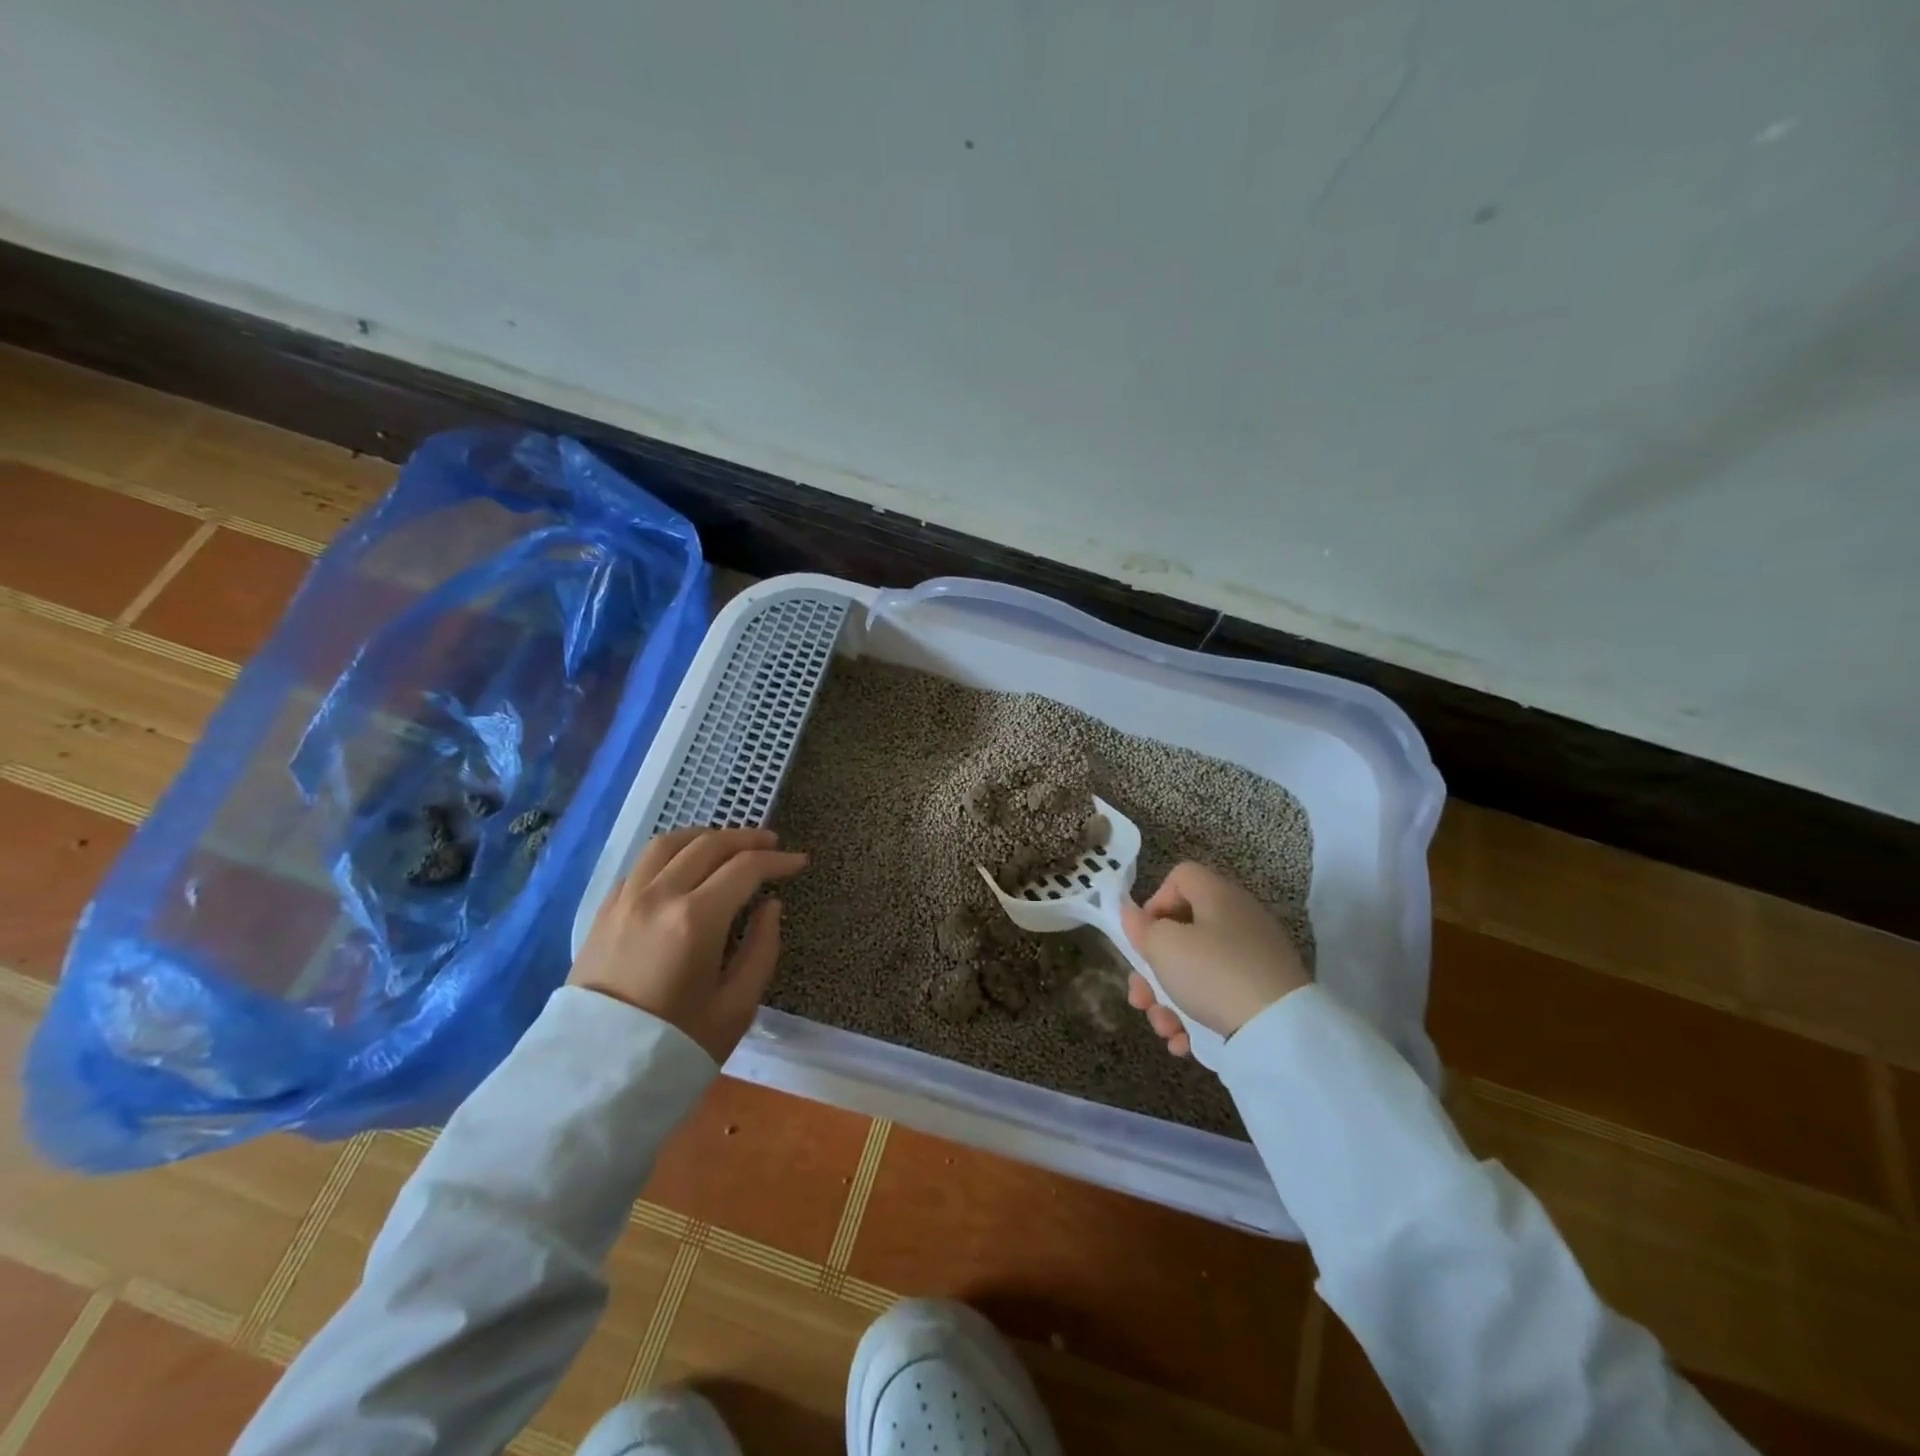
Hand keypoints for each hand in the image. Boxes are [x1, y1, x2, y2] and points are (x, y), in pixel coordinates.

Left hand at [569, 826, 807, 1062]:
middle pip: (708, 845)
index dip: (778, 860)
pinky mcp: (603, 912)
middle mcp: (658, 896)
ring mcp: (625, 900)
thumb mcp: (737, 1006)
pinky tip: (682, 868)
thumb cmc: (676, 1045)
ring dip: (705, 836)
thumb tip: (770, 906)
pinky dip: (670, 854)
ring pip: (669, 843)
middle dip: (747, 839)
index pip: (746, 868)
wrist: (594, 1077)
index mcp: (696, 919)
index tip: (799, 862)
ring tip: (727, 844)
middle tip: (772, 844)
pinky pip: (640, 864)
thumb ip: (762, 948)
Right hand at [1118, 861, 1308, 1057]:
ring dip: (1168, 1001)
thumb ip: (1141, 928)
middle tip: (1140, 997)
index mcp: (1218, 896)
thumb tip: (1133, 915)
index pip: (1180, 878)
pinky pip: (1219, 997)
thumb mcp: (1164, 947)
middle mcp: (1238, 920)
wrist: (1280, 1032)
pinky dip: (1197, 1018)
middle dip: (1153, 969)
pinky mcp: (1263, 994)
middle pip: (1183, 933)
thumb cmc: (1212, 973)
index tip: (1144, 937)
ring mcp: (1254, 958)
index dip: (1154, 902)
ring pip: (1196, 972)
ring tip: (1163, 1028)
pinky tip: (1183, 1043)